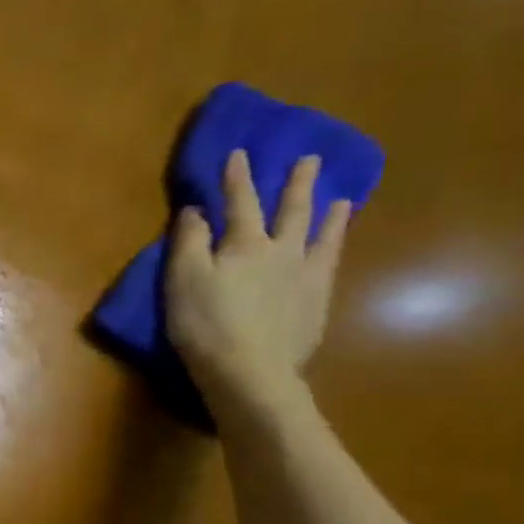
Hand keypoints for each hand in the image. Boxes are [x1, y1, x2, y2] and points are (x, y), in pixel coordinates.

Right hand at [166, 149, 352, 411]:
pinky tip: (336, 246)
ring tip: (340, 200)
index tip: (239, 153)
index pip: (240, 202)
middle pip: (291, 212)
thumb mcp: (182, 279)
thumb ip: (189, 242)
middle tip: (310, 160)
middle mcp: (282, 253)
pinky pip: (330, 266)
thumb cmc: (204, 324)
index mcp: (245, 245)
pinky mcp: (316, 304)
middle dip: (296, 185)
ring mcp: (305, 278)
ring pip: (321, 237)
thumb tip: (197, 210)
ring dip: (328, 215)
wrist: (250, 371)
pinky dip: (335, 249)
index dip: (237, 178)